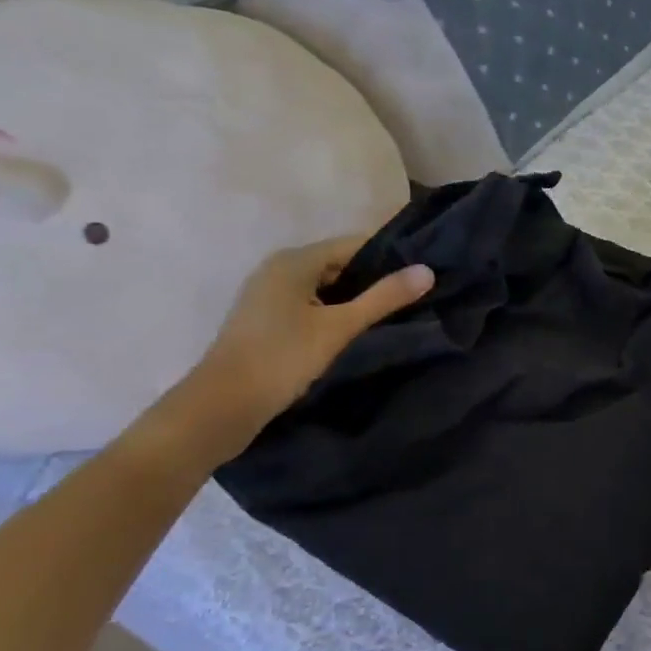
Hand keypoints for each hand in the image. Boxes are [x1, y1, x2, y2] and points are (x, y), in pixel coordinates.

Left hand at [160, 236, 432, 463]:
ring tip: (396, 314)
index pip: (354, 245)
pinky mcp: (268, 320)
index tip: (423, 273)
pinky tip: (359, 331)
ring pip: (327, 287)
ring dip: (357, 299)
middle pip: (340, 264)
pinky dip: (337, 312)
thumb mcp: (340, 327)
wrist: (223, 406)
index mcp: (294, 261)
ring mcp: (270, 295)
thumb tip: (427, 271)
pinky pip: (313, 304)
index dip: (390, 256)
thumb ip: (384, 298)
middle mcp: (279, 269)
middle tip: (416, 297)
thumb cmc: (282, 358)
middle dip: (376, 279)